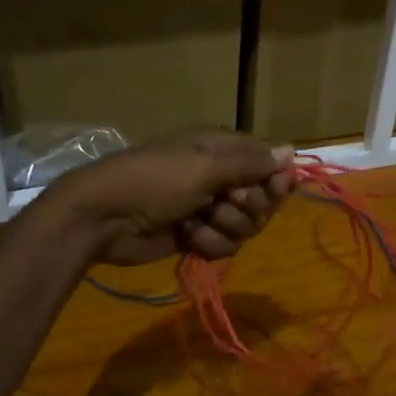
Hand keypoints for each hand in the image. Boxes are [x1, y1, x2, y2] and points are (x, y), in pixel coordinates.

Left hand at [46, 132, 294, 266]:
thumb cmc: (154, 181)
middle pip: (263, 200)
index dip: (276, 179)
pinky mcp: (198, 237)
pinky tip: (188, 238)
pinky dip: (209, 244)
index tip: (274, 189)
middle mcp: (221, 177)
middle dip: (248, 208)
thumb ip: (250, 163)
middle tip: (225, 204)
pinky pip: (226, 245)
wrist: (104, 218)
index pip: (269, 163)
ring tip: (198, 222)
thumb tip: (291, 150)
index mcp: (222, 150)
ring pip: (246, 227)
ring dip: (225, 228)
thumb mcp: (204, 166)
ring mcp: (209, 209)